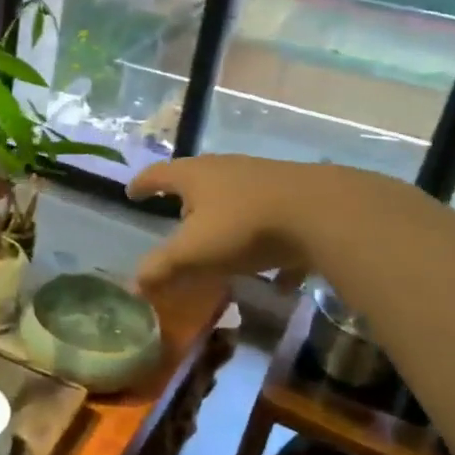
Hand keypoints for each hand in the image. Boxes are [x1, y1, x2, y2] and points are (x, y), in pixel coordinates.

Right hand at [127, 155, 318, 292]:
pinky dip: (266, 245)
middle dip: (186, 201)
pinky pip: (272, 222)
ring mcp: (264, 180)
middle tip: (177, 220)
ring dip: (225, 221)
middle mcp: (227, 169)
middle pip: (198, 181)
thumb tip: (134, 286)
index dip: (142, 185)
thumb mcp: (193, 252)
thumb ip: (161, 268)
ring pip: (236, 199)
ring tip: (221, 246)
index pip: (158, 175)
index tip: (131, 193)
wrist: (323, 212)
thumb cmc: (243, 226)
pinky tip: (275, 275)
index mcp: (195, 176)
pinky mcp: (297, 197)